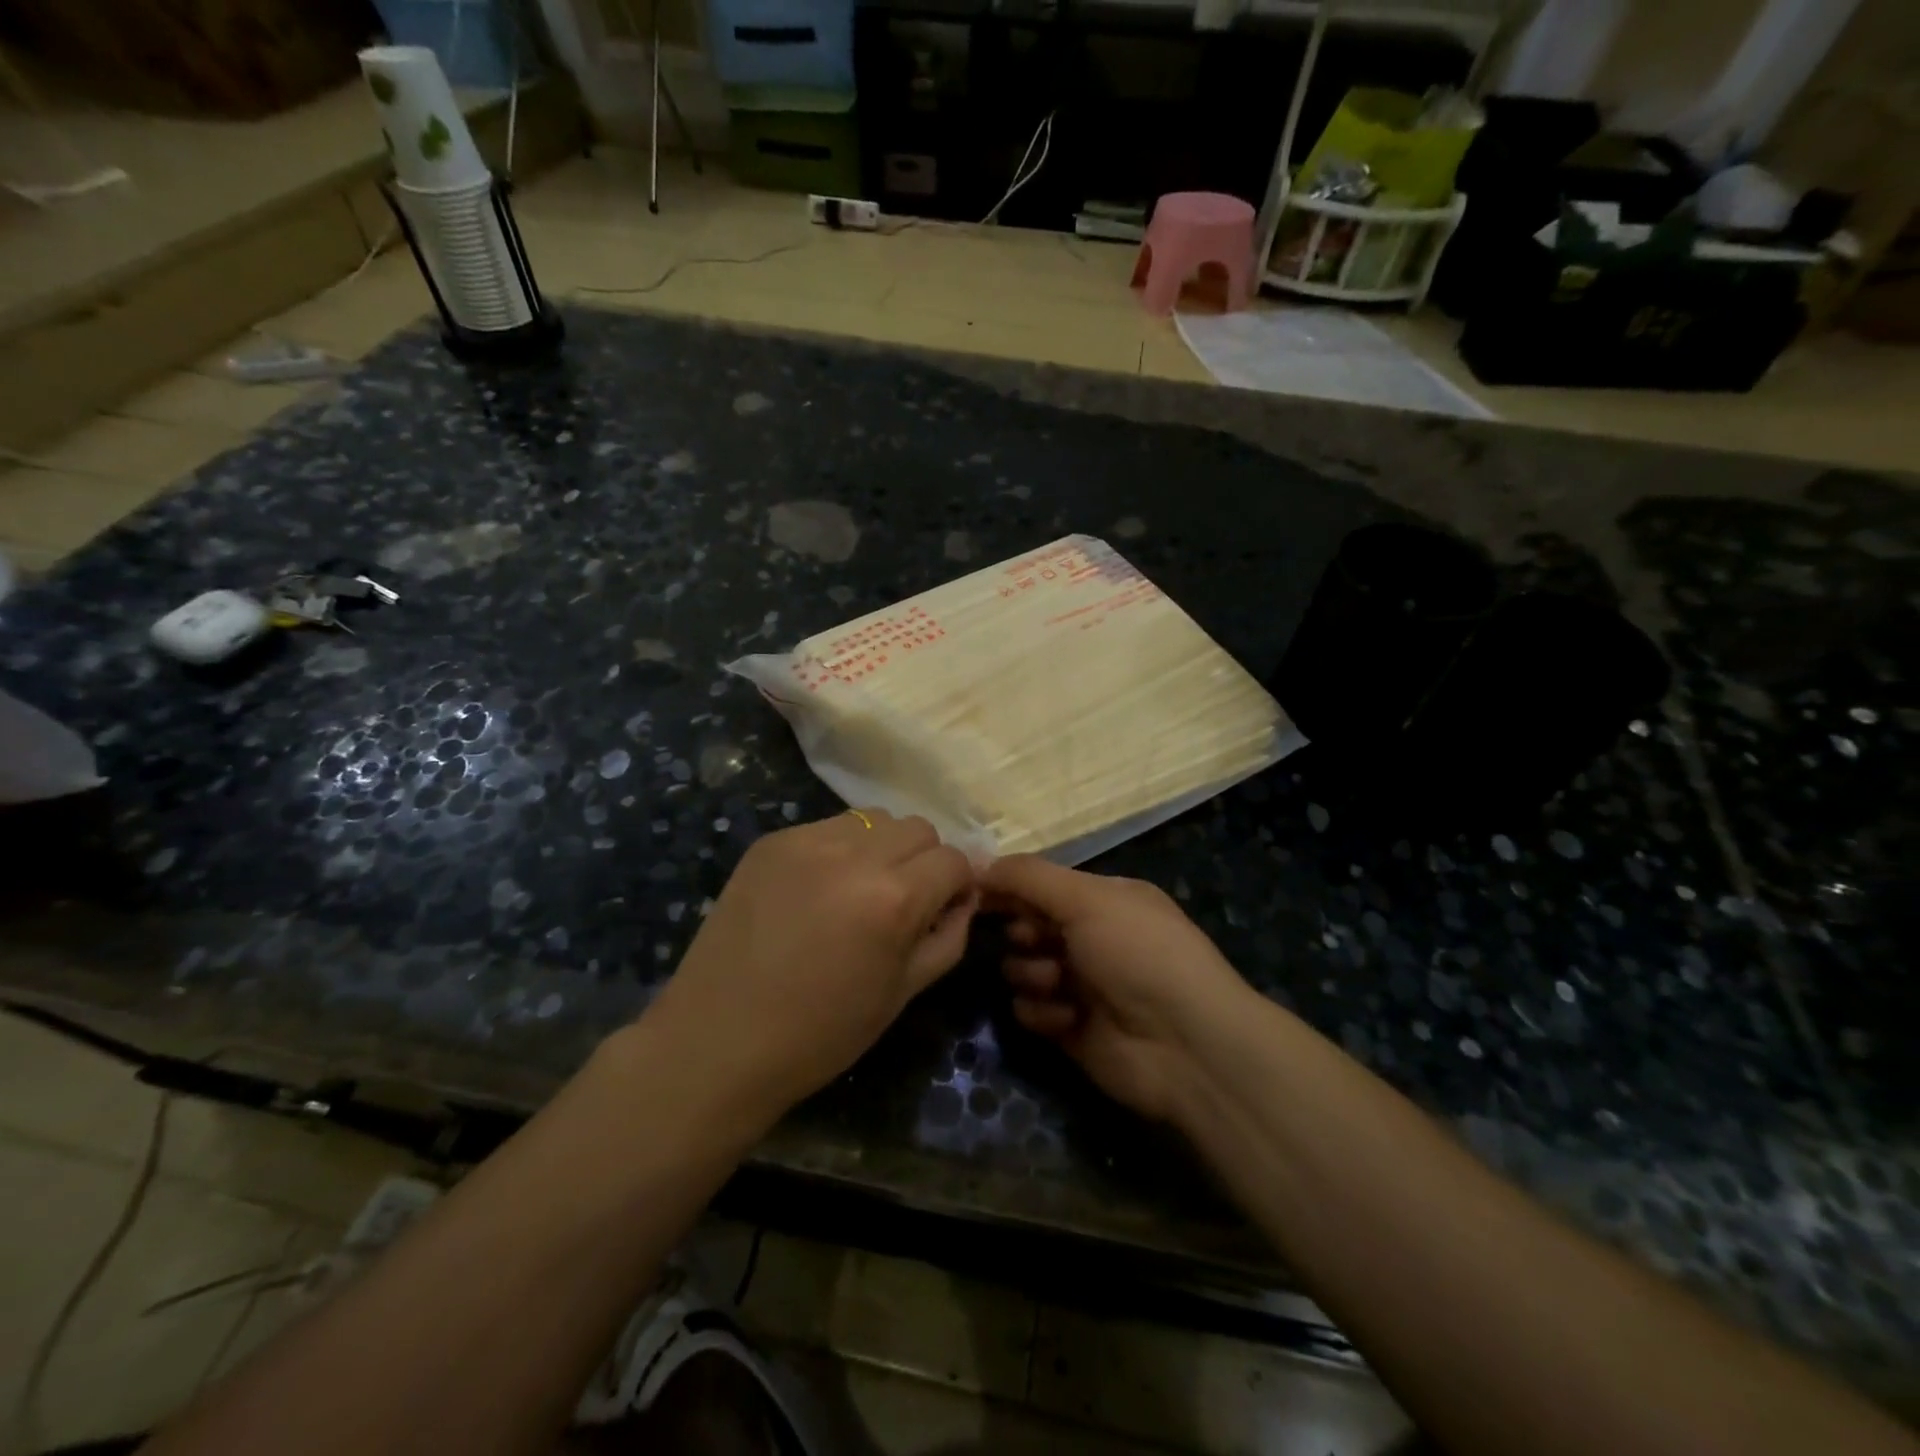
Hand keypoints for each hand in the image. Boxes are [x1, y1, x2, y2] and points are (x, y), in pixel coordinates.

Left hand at [645, 809, 976, 1118]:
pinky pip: (829, 827)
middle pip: (919, 828)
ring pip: (874, 819)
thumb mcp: (904, 993)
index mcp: (894, 897)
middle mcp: (855, 854)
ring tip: (859, 889)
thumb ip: (948, 936)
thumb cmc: (821, 1032)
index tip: (944, 908)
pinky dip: (840, 849)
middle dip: (924, 860)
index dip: (959, 885)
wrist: (718, 1040)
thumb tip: (964, 897)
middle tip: (903, 900)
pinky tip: (818, 890)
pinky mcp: (773, 841)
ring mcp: (808, 840)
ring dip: (883, 847)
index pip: (954, 859)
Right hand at [983, 856, 1254, 1123]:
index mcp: (1105, 900)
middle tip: (1031, 939)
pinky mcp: (1070, 1028)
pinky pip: (1030, 1010)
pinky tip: (1066, 1017)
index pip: (1043, 884)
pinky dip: (1042, 1012)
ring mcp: (1081, 985)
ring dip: (1032, 973)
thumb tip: (979, 863)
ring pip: (1022, 968)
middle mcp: (1093, 938)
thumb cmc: (1139, 953)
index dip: (1010, 886)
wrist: (1185, 1044)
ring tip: (1055, 981)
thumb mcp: (1086, 898)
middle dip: (1023, 932)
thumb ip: (1028, 877)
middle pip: (1029, 925)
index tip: (975, 890)